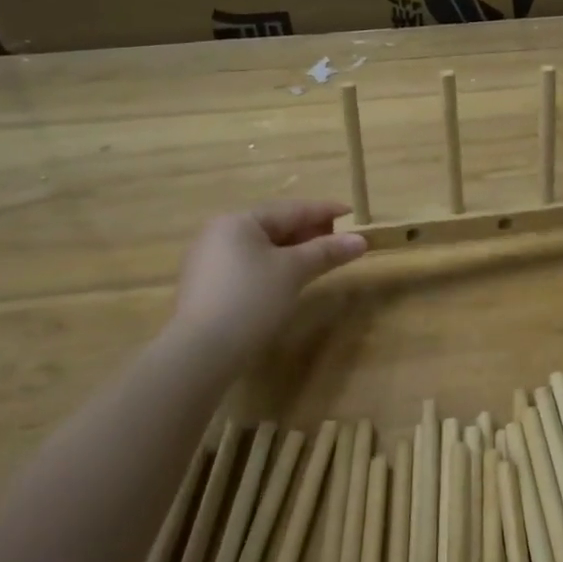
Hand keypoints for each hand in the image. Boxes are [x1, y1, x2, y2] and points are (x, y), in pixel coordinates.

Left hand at [170, 201, 367, 363]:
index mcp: (238, 221)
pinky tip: (290, 279)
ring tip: (321, 258)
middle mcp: (219, 233)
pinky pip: (249, 266)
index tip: (351, 213)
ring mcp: (209, 261)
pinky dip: (274, 267)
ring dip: (294, 251)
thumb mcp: (294, 271)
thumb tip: (361, 240)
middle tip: (340, 239)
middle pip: (274, 226)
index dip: (324, 211)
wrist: (201, 352)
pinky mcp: (208, 287)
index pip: (290, 209)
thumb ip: (327, 251)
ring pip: (261, 248)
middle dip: (309, 232)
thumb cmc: (251, 299)